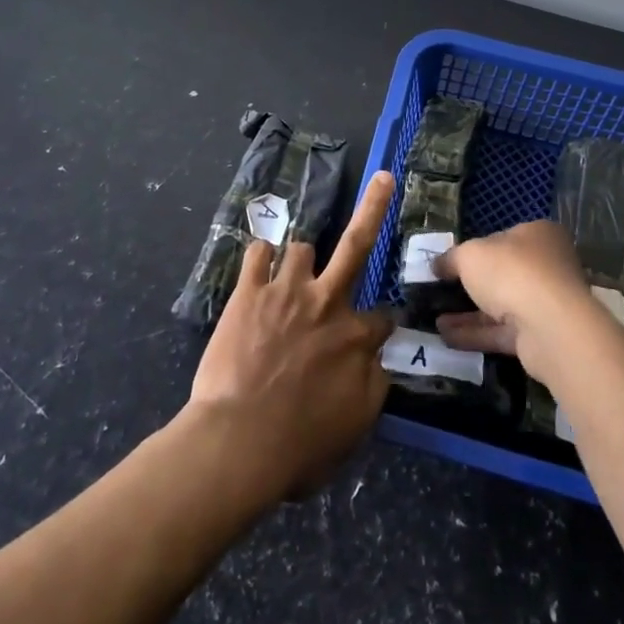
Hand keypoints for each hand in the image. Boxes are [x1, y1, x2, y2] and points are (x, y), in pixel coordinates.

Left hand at [186, 171, 396, 500]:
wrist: (238, 441)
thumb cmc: (299, 446)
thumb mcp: (354, 427)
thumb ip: (373, 386)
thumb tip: (379, 361)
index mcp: (355, 338)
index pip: (381, 318)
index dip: (380, 325)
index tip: (376, 332)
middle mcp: (326, 302)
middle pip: (356, 244)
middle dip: (374, 206)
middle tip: (384, 177)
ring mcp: (286, 291)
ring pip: (301, 247)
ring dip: (299, 259)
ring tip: (291, 271)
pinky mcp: (248, 291)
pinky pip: (257, 252)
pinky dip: (260, 256)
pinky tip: (258, 263)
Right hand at [432, 220, 595, 386]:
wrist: (549, 327)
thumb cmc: (511, 272)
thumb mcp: (469, 255)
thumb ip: (452, 258)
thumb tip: (438, 265)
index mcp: (537, 235)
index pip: (503, 238)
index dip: (475, 248)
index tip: (450, 262)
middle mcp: (546, 266)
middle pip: (502, 274)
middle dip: (470, 285)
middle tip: (441, 292)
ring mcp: (545, 303)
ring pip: (500, 306)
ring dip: (468, 314)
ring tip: (434, 320)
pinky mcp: (540, 336)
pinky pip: (502, 332)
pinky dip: (476, 334)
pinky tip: (446, 337)